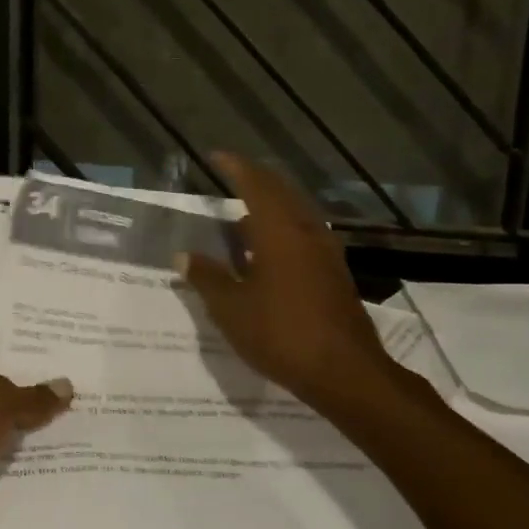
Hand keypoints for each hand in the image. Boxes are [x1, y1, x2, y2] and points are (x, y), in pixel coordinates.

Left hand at [0, 349, 71, 528]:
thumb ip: (33, 397)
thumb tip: (67, 386)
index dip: (23, 357)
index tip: (62, 355)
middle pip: (6, 403)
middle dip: (41, 402)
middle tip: (89, 393)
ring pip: (14, 441)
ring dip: (44, 442)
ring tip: (94, 431)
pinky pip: (16, 478)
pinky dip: (39, 477)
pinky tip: (79, 467)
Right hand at [177, 154, 393, 409]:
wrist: (345, 371)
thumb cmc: (281, 334)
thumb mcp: (232, 308)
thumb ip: (207, 278)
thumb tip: (183, 256)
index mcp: (279, 231)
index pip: (255, 184)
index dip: (235, 167)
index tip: (216, 156)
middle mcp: (305, 231)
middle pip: (280, 192)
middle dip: (255, 180)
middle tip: (231, 176)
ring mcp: (325, 252)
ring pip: (296, 213)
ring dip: (271, 205)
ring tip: (244, 214)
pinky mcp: (334, 273)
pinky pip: (304, 234)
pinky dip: (283, 229)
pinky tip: (269, 250)